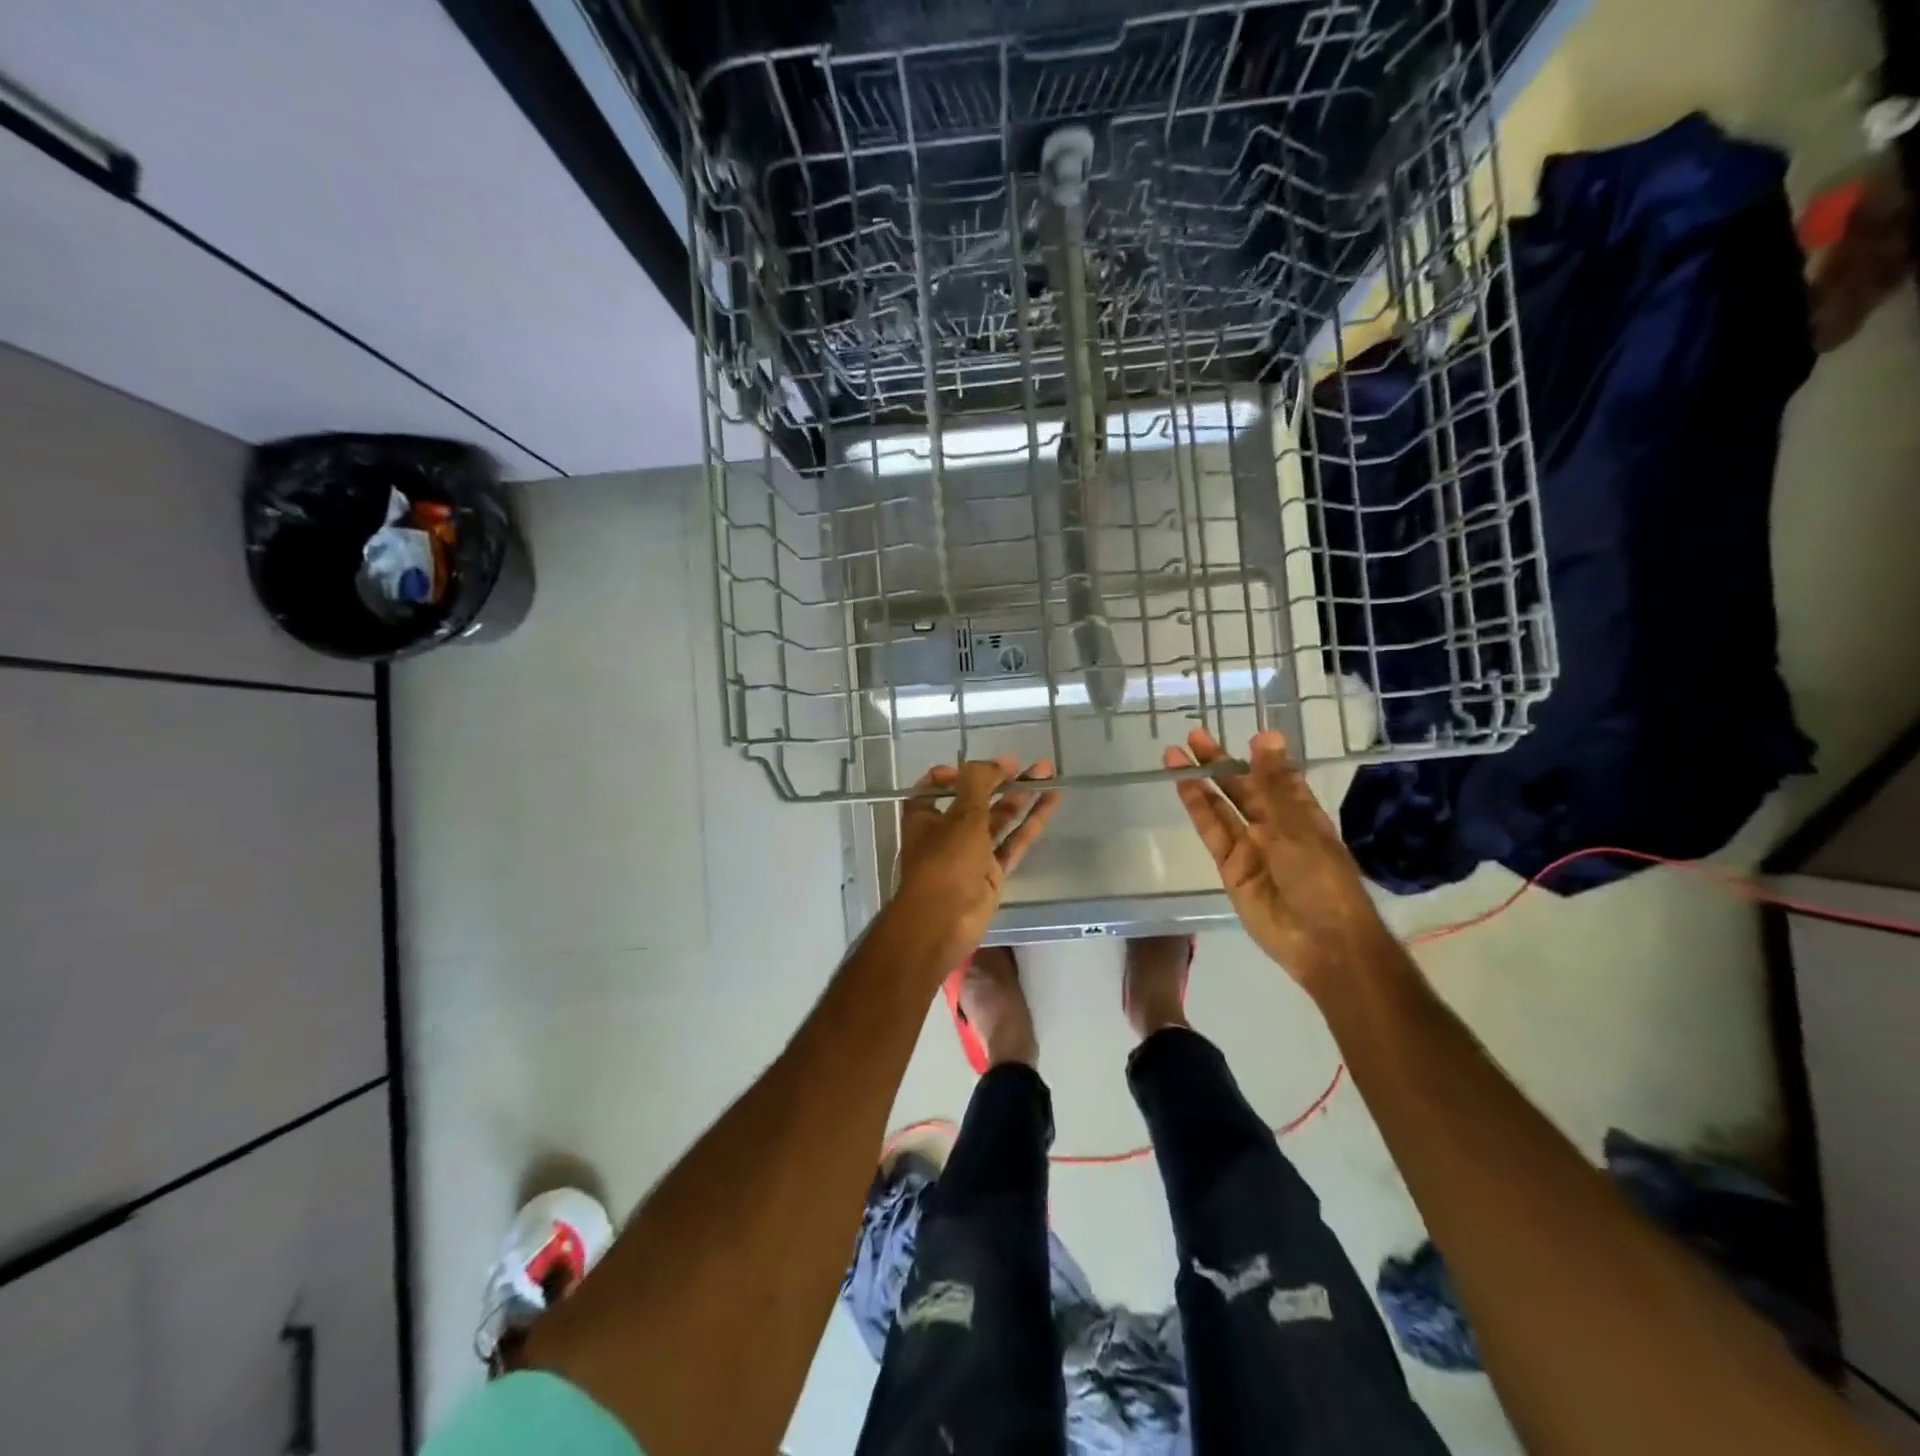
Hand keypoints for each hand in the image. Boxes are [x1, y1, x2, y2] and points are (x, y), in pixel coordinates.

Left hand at [894, 756, 1060, 968]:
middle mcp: (947, 830)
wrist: (943, 922)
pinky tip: (1051, 802)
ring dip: (1021, 797)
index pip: (940, 784)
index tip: (985, 766)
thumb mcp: (961, 816)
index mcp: (925, 814)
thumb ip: (979, 783)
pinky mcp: (993, 871)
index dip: (962, 772)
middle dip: (1002, 780)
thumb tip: (999, 760)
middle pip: (977, 799)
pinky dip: (1032, 822)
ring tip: (1047, 773)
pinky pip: (1014, 841)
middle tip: (1029, 764)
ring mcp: (972, 852)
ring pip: (999, 819)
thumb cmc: (944, 862)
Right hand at [1165, 729, 1391, 991]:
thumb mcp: (1298, 824)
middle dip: (1220, 763)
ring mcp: (1249, 848)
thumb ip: (1274, 782)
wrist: (1320, 940)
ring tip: (1175, 754)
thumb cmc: (1321, 878)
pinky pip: (1212, 833)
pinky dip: (1198, 809)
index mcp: (1302, 815)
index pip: (1277, 778)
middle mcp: (1274, 827)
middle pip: (1242, 789)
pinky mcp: (1230, 868)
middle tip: (1195, 735)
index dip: (1261, 758)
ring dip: (1200, 781)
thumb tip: (1266, 735)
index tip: (1245, 734)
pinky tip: (1184, 786)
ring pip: (1221, 807)